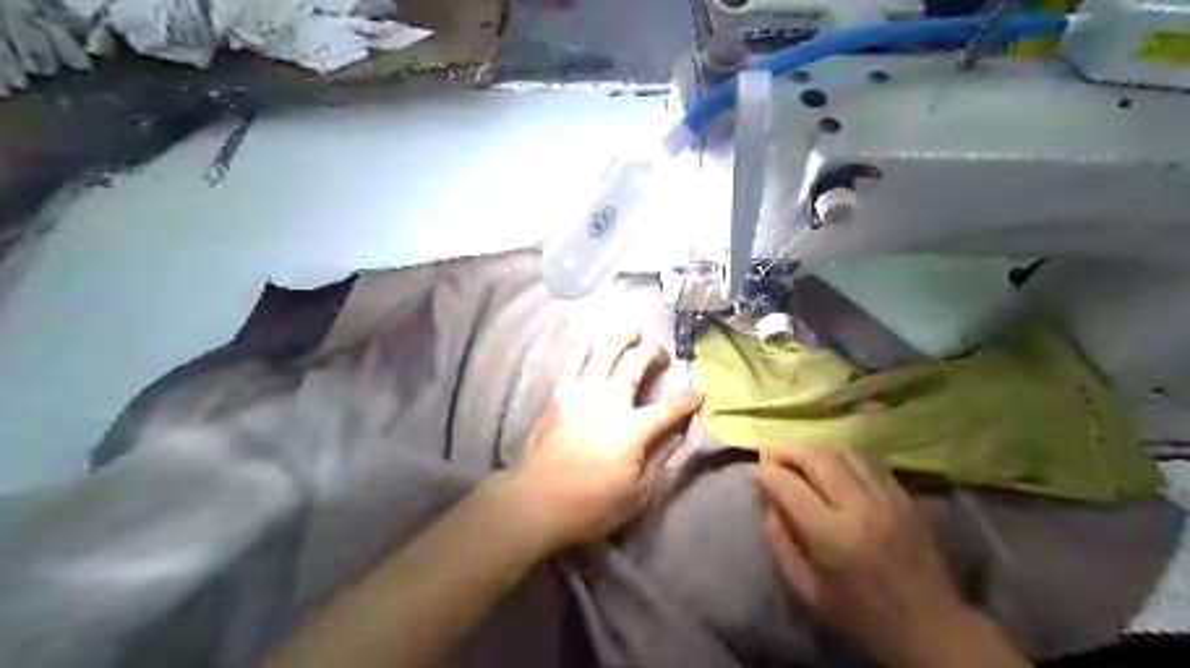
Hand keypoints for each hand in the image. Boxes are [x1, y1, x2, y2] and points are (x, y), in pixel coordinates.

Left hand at [510, 325, 698, 549]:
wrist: (538, 501)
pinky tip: (589, 340)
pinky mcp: (558, 396)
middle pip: (635, 365)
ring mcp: (581, 394)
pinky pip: (571, 362)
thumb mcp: (640, 492)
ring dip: (620, 337)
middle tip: (662, 354)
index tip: (698, 395)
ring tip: (631, 331)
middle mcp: (609, 401)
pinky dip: (582, 347)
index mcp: (634, 428)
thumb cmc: (593, 504)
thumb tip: (677, 435)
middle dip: (654, 354)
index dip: (687, 401)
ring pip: (603, 353)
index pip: (669, 409)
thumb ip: (661, 458)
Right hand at [756, 445, 1026, 667]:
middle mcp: (861, 507)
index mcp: (833, 535)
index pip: (789, 486)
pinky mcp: (905, 496)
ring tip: (797, 456)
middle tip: (770, 453)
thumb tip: (768, 502)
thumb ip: (779, 542)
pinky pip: (866, 461)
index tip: (752, 472)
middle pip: (817, 456)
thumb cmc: (860, 614)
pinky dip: (840, 457)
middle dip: (787, 449)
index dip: (764, 473)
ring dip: (813, 448)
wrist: (931, 626)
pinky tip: (830, 467)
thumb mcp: (806, 589)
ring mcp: (888, 497)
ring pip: (843, 451)